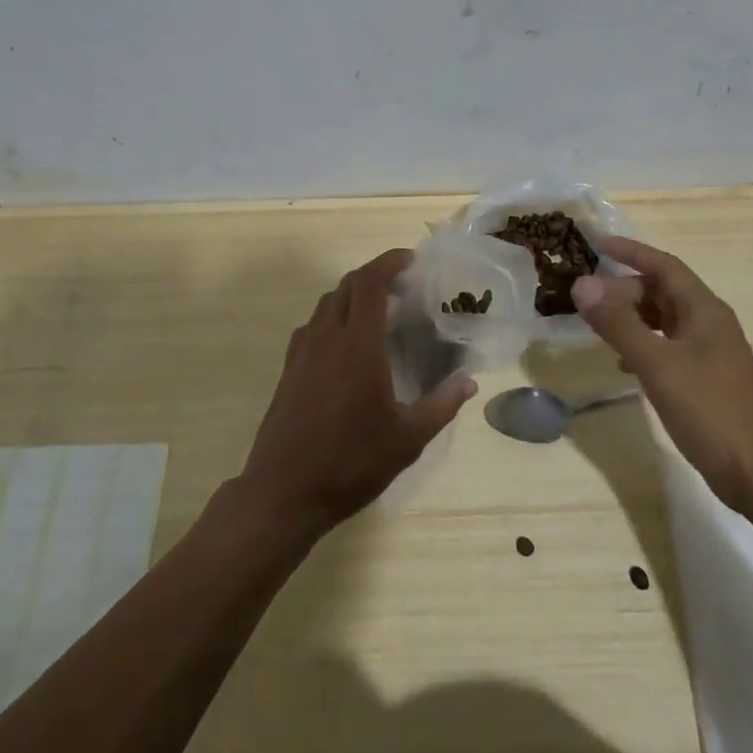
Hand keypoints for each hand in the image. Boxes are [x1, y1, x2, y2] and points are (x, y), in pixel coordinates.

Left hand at [238, 248, 475, 538]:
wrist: (283, 493)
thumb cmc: (350, 463)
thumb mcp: (407, 439)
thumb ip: (441, 405)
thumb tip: (469, 381)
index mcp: (358, 344)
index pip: (369, 282)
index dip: (389, 262)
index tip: (411, 260)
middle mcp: (327, 337)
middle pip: (347, 285)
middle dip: (374, 274)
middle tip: (402, 284)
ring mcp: (302, 352)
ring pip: (327, 303)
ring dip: (352, 294)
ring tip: (377, 310)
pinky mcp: (288, 369)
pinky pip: (312, 325)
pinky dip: (333, 317)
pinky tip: (346, 344)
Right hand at [571, 237, 752, 517]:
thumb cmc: (709, 410)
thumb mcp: (657, 364)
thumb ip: (618, 323)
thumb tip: (582, 284)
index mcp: (704, 309)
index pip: (663, 265)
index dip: (630, 251)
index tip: (596, 244)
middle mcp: (709, 322)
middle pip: (662, 291)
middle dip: (624, 289)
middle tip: (588, 300)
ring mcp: (710, 352)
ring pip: (664, 319)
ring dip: (632, 317)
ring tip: (599, 326)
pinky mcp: (706, 378)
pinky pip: (668, 345)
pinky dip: (643, 344)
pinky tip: (624, 363)